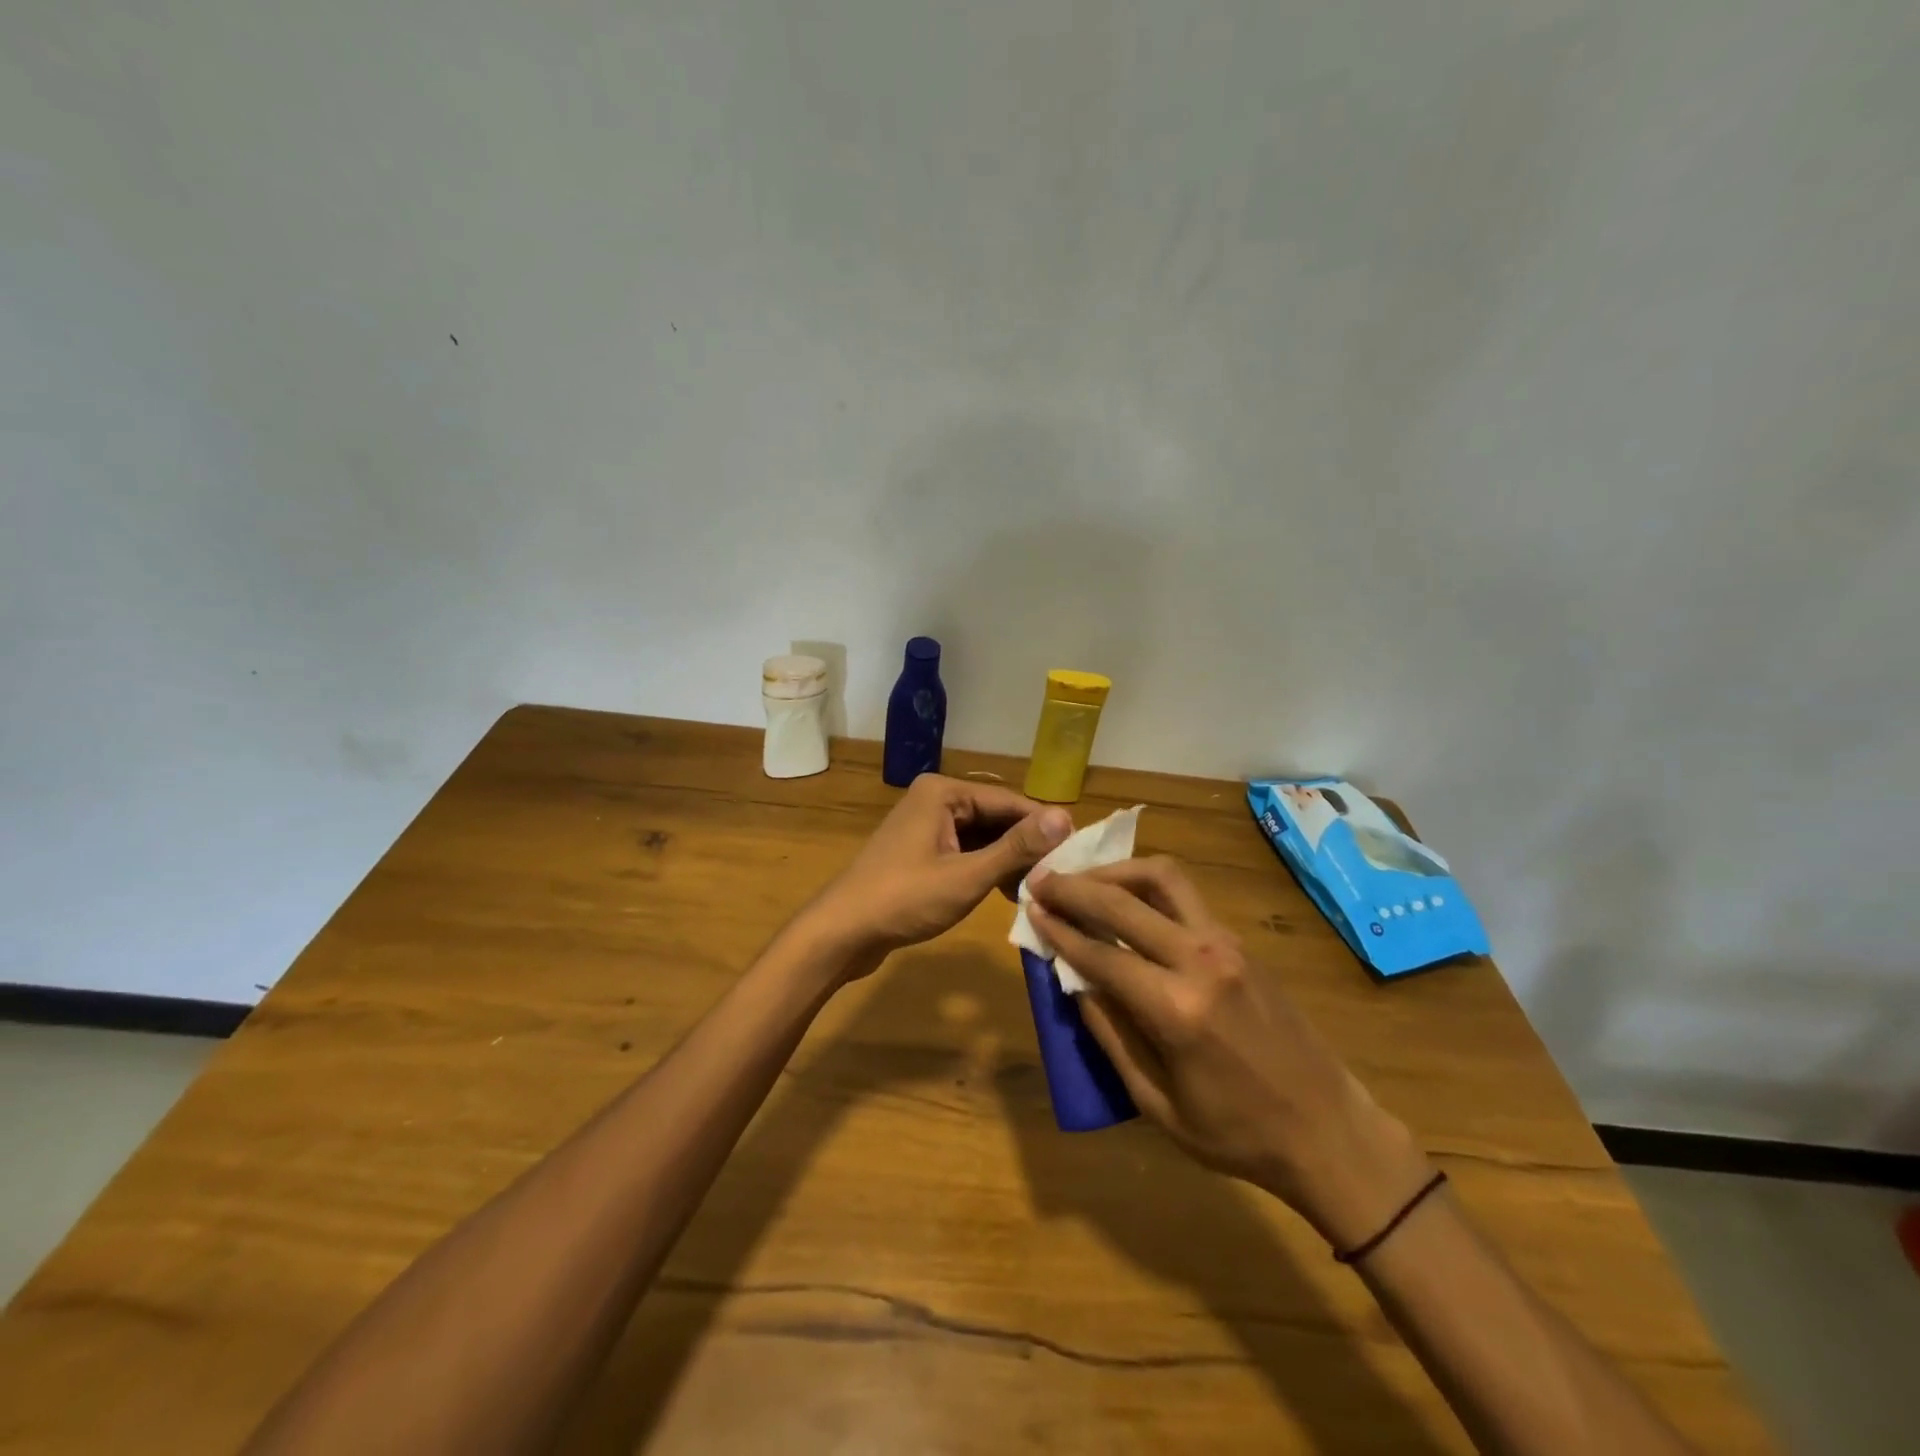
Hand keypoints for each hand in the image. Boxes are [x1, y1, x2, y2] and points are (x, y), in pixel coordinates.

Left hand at [802, 775, 1071, 972]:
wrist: (841, 932)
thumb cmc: (904, 899)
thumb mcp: (966, 876)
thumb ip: (1016, 848)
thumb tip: (1065, 817)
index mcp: (944, 792)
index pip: (1010, 801)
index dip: (1044, 827)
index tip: (1079, 853)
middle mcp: (935, 798)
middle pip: (995, 817)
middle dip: (1025, 846)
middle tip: (1061, 876)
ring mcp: (925, 825)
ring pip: (981, 836)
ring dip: (1007, 860)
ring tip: (1038, 888)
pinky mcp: (921, 850)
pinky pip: (964, 850)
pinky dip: (985, 868)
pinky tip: (1006, 893)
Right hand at [1028, 857, 1434, 1249]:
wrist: (1329, 1130)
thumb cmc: (1237, 1134)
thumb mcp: (1158, 1104)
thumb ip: (1111, 1036)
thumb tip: (1075, 983)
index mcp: (1177, 1009)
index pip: (1100, 953)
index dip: (1059, 929)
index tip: (1029, 908)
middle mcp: (1201, 960)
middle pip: (1124, 902)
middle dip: (1076, 887)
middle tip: (1042, 880)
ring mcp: (1227, 944)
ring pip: (1162, 878)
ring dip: (1115, 871)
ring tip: (1083, 878)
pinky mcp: (1242, 942)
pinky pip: (1185, 896)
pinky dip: (1145, 886)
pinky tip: (1126, 898)